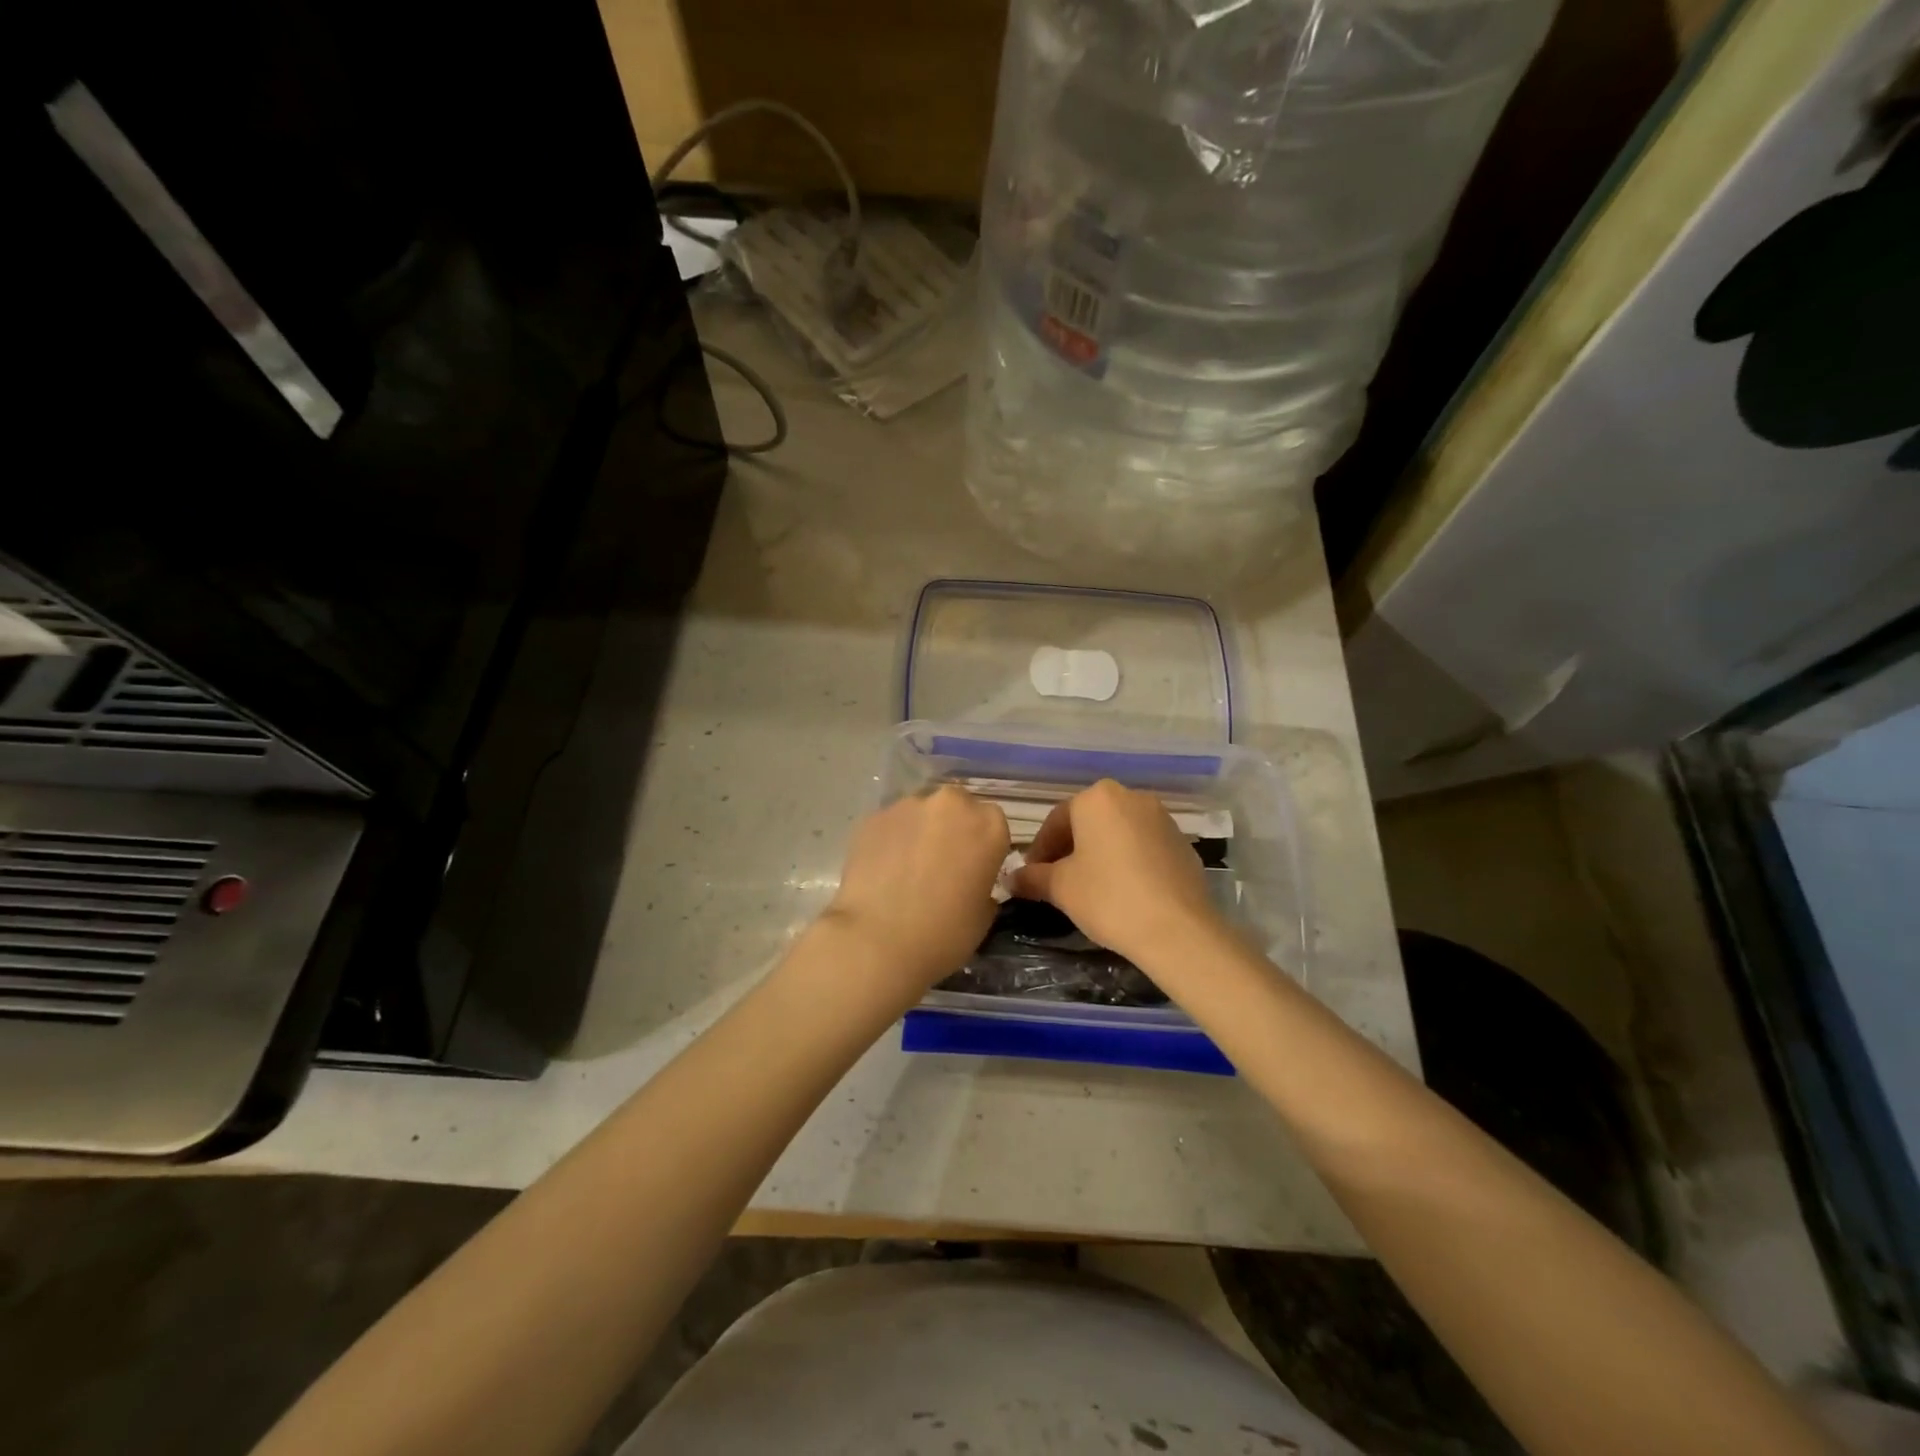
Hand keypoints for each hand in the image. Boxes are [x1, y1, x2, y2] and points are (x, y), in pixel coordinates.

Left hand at [819, 786, 1009, 997]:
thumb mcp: (984, 915)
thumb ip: (983, 885)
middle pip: (956, 807)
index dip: (982, 846)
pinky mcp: (873, 816)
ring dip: (920, 832)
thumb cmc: (944, 934)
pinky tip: (882, 871)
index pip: (993, 824)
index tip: (973, 869)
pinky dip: (890, 840)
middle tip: (940, 865)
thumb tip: (970, 881)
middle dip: (951, 829)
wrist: (877, 941)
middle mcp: (951, 804)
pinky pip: (891, 825)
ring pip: (921, 813)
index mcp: (988, 825)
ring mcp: (908, 806)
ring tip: (906, 869)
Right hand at [1010, 779, 1222, 965]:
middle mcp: (1131, 797)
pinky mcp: (1182, 842)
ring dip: (1100, 853)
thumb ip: (1032, 877)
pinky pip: (1143, 846)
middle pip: (1088, 822)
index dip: (1040, 850)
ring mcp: (1162, 818)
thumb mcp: (1060, 888)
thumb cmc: (1108, 898)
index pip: (1056, 820)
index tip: (1031, 875)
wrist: (1177, 929)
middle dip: (1070, 849)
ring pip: (1118, 832)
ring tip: (1090, 887)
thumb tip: (1012, 878)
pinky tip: (1124, 891)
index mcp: (1097, 798)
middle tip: (1057, 880)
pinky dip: (1128, 861)